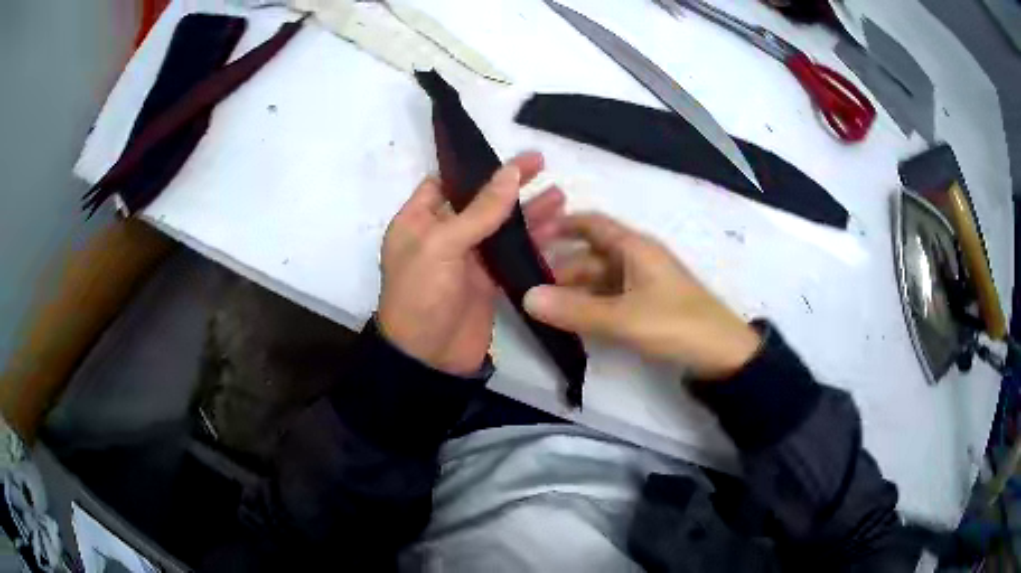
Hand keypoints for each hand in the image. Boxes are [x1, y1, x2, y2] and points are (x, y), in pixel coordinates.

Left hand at [378, 152, 564, 375]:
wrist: (428, 359)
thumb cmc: (422, 295)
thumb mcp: (442, 245)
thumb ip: (480, 210)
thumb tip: (510, 171)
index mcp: (418, 220)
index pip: (445, 183)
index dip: (473, 168)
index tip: (507, 155)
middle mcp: (442, 235)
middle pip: (479, 201)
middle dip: (509, 184)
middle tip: (542, 165)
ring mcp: (466, 259)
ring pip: (501, 227)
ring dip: (528, 213)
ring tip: (560, 198)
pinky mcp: (487, 281)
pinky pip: (512, 254)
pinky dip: (533, 243)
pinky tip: (558, 232)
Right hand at [523, 213, 760, 379]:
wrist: (723, 354)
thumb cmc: (676, 324)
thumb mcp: (623, 318)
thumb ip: (575, 310)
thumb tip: (526, 297)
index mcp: (634, 247)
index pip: (591, 223)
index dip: (561, 225)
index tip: (528, 236)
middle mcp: (637, 258)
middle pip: (590, 254)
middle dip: (559, 266)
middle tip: (525, 285)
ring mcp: (643, 282)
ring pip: (599, 278)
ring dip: (573, 289)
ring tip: (542, 306)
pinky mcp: (648, 305)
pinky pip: (611, 297)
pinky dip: (590, 305)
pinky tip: (572, 320)